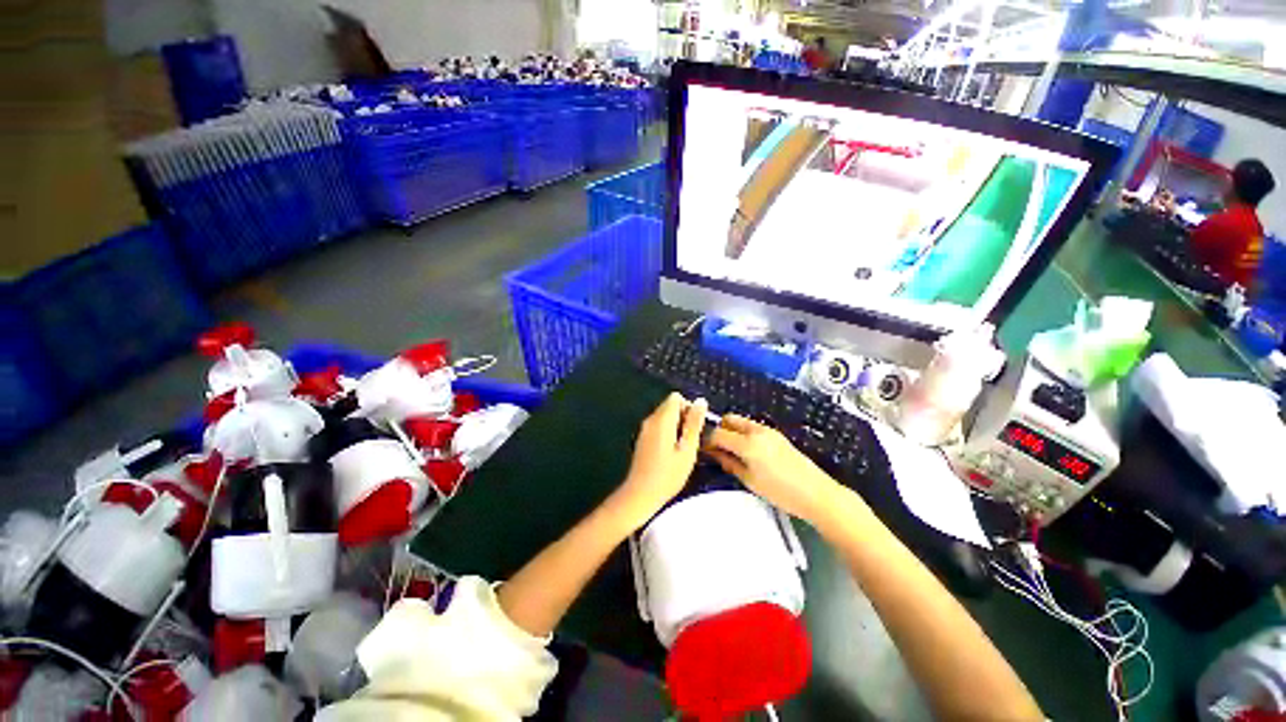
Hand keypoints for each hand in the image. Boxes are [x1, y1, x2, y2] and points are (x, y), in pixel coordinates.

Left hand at [612, 393, 706, 527]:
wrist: (640, 494)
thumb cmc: (668, 474)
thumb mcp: (688, 449)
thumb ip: (694, 423)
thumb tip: (701, 401)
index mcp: (662, 419)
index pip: (676, 397)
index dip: (689, 408)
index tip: (695, 427)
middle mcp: (650, 420)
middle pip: (670, 406)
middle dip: (684, 418)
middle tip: (691, 441)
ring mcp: (645, 429)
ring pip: (665, 417)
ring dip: (677, 427)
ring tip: (683, 449)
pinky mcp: (643, 439)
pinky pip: (659, 427)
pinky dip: (668, 434)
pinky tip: (672, 454)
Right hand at [705, 414, 841, 523]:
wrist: (816, 493)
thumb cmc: (781, 492)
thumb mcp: (749, 480)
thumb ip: (728, 463)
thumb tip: (713, 453)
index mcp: (748, 443)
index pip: (718, 433)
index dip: (707, 440)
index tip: (702, 449)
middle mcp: (756, 431)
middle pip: (729, 419)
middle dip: (719, 430)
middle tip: (717, 448)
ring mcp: (768, 430)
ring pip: (741, 422)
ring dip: (731, 431)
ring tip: (731, 451)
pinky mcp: (776, 434)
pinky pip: (752, 427)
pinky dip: (743, 433)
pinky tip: (747, 451)